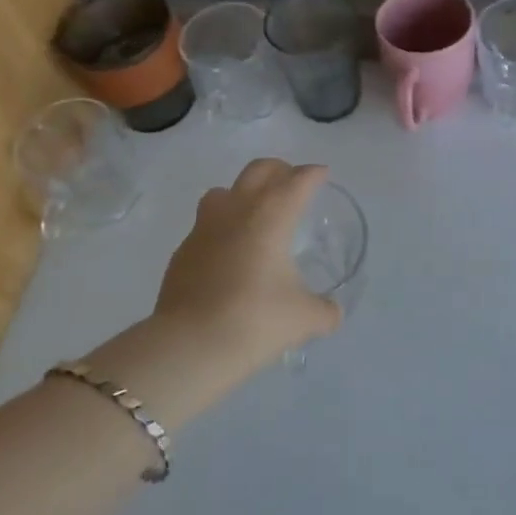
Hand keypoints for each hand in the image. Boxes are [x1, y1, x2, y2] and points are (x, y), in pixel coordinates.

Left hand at [150, 159, 341, 377]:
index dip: (313, 174)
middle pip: (259, 170)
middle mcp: (237, 210)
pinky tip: (228, 253)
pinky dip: (221, 228)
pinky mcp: (183, 250)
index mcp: (271, 215)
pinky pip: (205, 225)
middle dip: (279, 170)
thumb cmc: (255, 320)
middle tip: (292, 183)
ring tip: (255, 213)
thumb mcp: (303, 318)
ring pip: (224, 191)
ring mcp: (204, 227)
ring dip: (243, 193)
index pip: (297, 180)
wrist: (189, 344)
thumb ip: (324, 311)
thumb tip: (332, 313)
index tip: (322, 173)